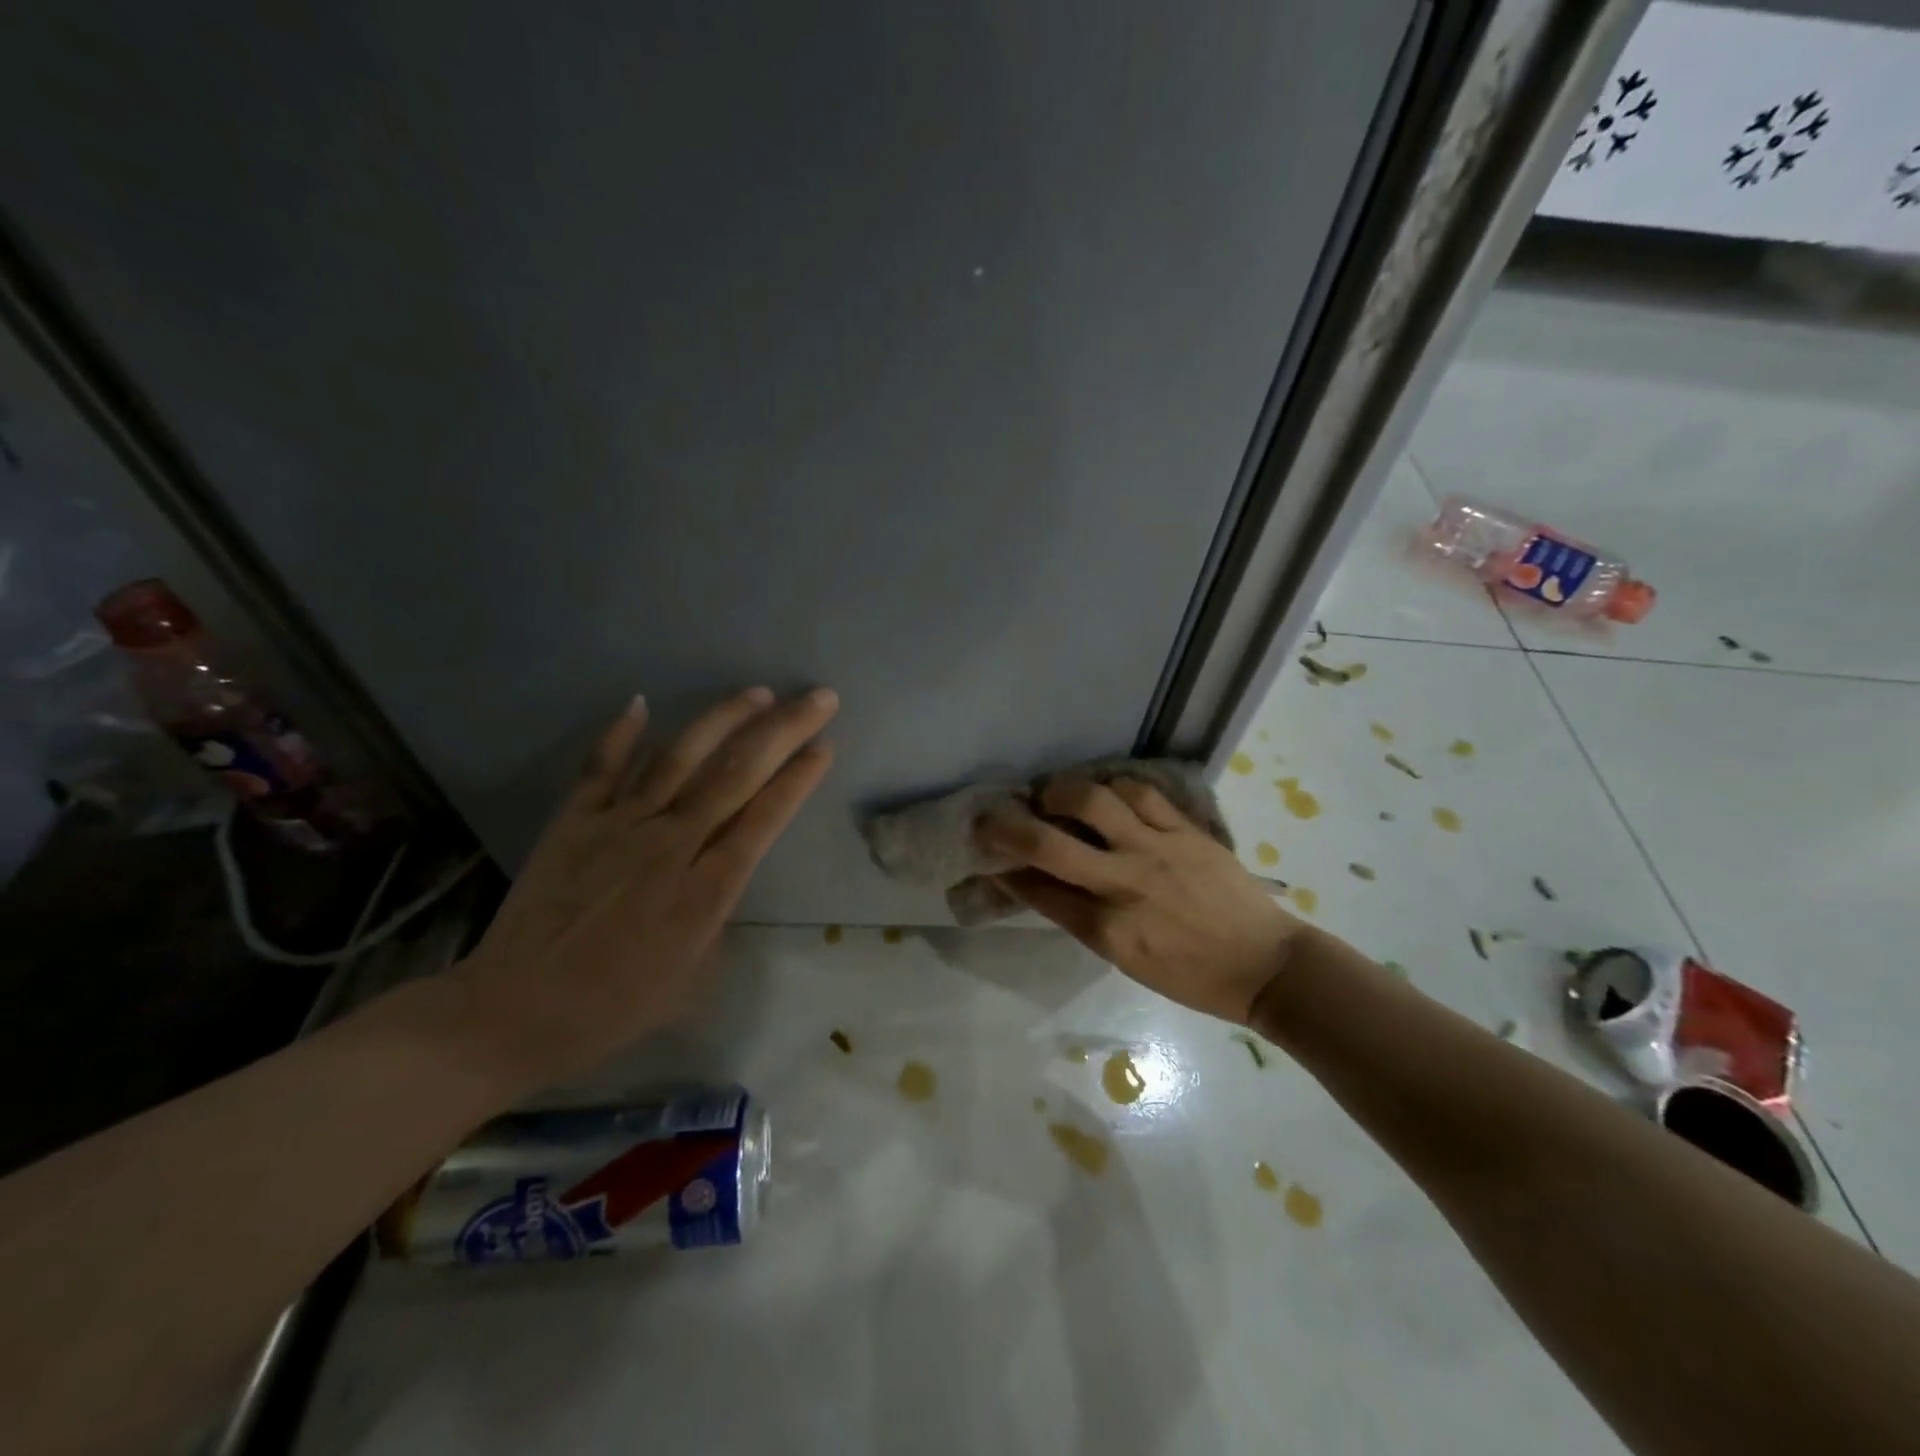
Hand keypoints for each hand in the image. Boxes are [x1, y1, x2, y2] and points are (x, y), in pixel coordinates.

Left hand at [453, 686, 837, 1082]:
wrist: (511, 1014)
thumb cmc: (614, 1008)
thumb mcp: (692, 977)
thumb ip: (716, 914)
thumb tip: (720, 873)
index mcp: (705, 890)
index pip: (764, 818)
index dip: (798, 778)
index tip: (825, 746)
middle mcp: (669, 845)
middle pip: (736, 775)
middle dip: (784, 730)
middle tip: (819, 697)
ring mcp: (618, 826)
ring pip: (679, 758)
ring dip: (722, 720)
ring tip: (757, 692)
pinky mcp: (573, 821)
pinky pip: (601, 768)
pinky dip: (620, 734)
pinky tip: (641, 701)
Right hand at [977, 776, 1300, 1025]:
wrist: (1266, 965)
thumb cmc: (1193, 976)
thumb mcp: (1127, 960)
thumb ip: (1082, 919)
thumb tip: (1041, 884)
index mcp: (1108, 930)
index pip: (1038, 890)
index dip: (1003, 867)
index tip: (984, 851)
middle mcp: (1125, 884)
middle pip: (1049, 844)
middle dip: (1007, 826)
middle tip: (991, 815)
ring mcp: (1157, 850)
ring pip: (1092, 800)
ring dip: (1058, 791)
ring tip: (1050, 793)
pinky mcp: (1186, 830)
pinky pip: (1139, 792)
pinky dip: (1111, 786)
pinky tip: (1102, 791)